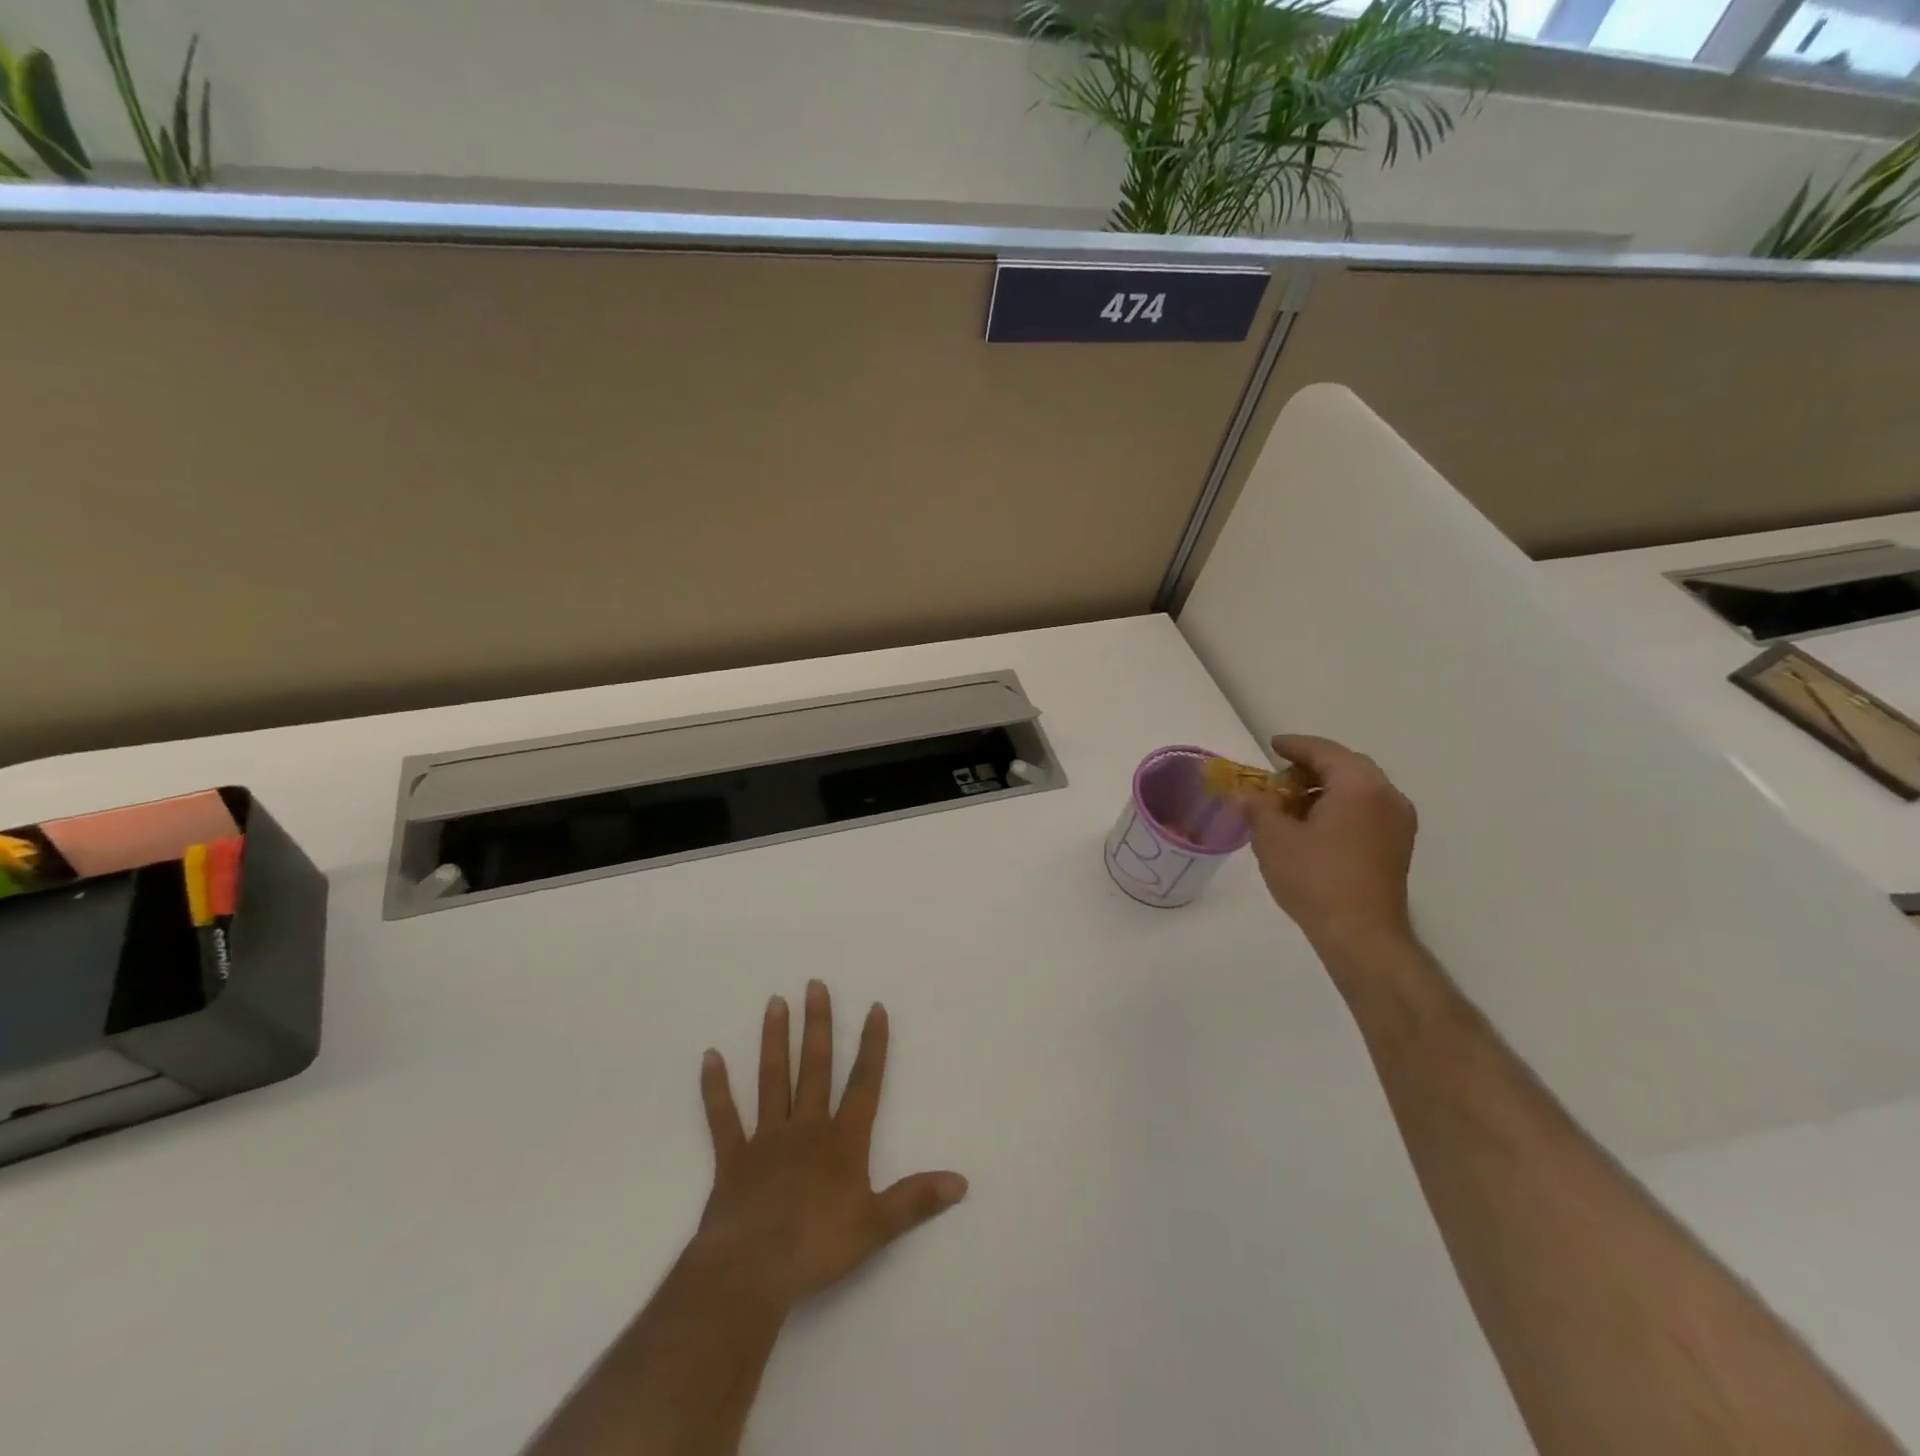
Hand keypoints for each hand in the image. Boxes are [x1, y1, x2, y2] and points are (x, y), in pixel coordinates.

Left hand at [694, 980, 967, 1308]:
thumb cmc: (817, 1248)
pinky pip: (723, 1117)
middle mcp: (806, 1127)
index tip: (874, 1007)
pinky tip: (710, 1056)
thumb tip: (961, 1182)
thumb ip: (916, 1200)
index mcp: (842, 1141)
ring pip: (773, 1079)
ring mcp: (766, 1138)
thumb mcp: (876, 1228)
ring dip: (775, 1040)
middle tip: (814, 985)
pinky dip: (715, 1088)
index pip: (864, 1083)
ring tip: (775, 1002)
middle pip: (815, 1067)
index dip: (872, 1045)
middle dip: (818, 1025)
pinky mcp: (733, 1157)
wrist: (751, 1272)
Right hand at [1250, 734, 1417, 951]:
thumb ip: (1258, 807)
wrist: (1361, 934)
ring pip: (1358, 789)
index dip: (1294, 746)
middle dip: (1311, 768)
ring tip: (1291, 805)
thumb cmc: (1314, 878)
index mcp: (1359, 785)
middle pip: (1346, 767)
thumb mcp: (1273, 838)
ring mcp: (1398, 822)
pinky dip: (1341, 806)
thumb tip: (1247, 795)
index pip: (1324, 751)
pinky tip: (1315, 826)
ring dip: (1325, 788)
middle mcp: (1386, 795)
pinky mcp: (1398, 845)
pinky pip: (1367, 809)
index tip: (1272, 745)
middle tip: (1278, 778)